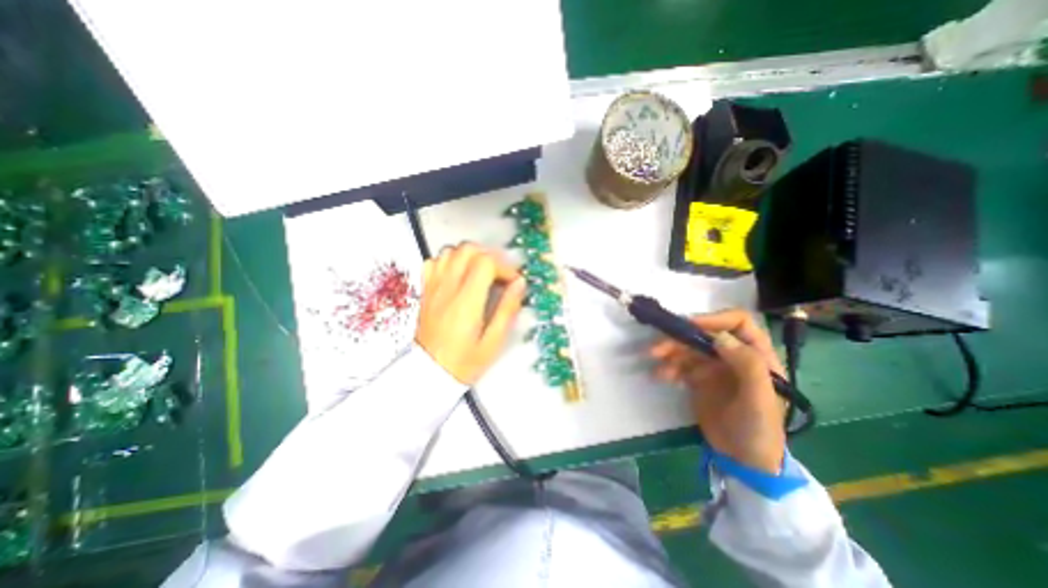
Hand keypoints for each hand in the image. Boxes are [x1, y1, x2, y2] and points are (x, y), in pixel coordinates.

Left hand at [417, 243, 527, 384]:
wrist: (429, 374)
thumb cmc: (465, 361)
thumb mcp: (494, 341)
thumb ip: (507, 309)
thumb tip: (519, 283)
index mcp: (467, 302)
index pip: (485, 263)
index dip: (504, 267)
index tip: (513, 282)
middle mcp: (448, 288)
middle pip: (468, 249)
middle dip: (490, 256)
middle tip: (500, 274)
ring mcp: (433, 287)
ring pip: (451, 251)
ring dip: (470, 256)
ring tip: (482, 272)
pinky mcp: (425, 290)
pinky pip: (434, 262)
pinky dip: (450, 260)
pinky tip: (459, 274)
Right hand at [652, 310, 790, 475]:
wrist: (743, 461)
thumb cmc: (759, 430)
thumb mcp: (760, 400)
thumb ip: (748, 366)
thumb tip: (719, 337)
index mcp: (757, 355)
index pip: (738, 323)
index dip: (714, 319)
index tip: (690, 326)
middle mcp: (734, 356)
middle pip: (705, 334)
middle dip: (681, 337)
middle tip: (659, 346)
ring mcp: (714, 367)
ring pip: (689, 348)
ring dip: (670, 350)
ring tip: (654, 359)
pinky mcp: (698, 378)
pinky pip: (680, 364)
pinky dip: (668, 366)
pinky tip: (660, 375)